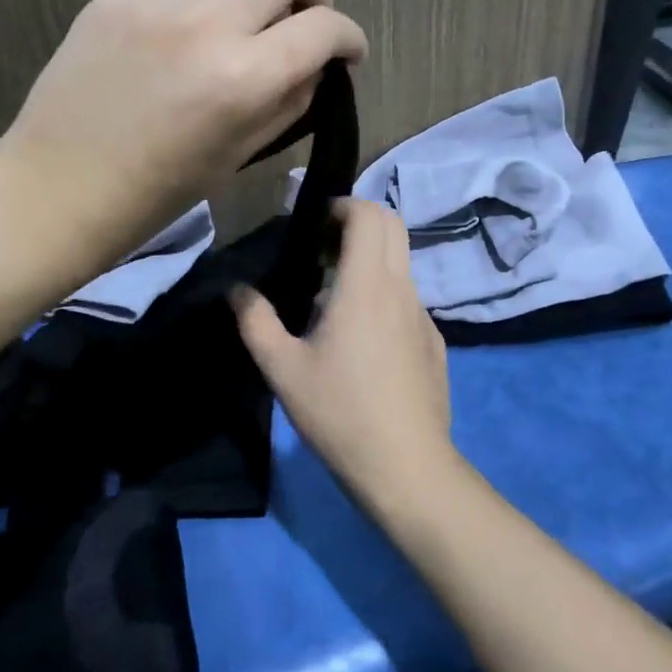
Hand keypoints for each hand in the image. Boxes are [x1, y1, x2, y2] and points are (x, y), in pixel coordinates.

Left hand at [0, 0, 367, 275]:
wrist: (55, 188)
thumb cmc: (157, 194)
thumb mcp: (239, 155)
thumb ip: (289, 101)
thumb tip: (314, 66)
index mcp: (243, 77)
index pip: (324, 27)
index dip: (349, 38)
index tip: (347, 53)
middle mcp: (205, 23)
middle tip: (303, 25)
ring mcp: (154, 1)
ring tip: (244, 27)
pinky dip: (200, 6)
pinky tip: (180, 46)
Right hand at [232, 199, 458, 505]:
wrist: (406, 465)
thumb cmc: (340, 413)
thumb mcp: (283, 370)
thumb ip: (256, 321)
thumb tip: (237, 290)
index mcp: (366, 286)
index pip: (369, 214)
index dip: (343, 206)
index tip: (315, 224)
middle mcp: (402, 289)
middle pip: (393, 226)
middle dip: (360, 221)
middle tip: (324, 249)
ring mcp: (424, 315)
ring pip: (402, 263)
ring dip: (371, 260)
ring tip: (334, 298)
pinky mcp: (434, 340)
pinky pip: (408, 298)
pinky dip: (384, 294)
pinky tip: (362, 340)